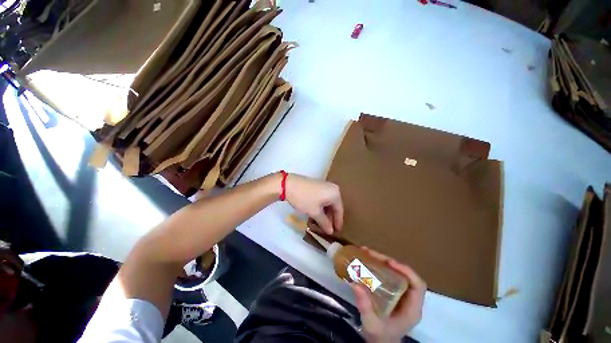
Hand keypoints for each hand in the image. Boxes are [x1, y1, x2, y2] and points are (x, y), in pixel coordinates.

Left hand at [284, 174, 342, 233]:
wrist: (289, 184)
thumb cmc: (304, 199)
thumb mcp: (315, 212)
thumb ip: (324, 223)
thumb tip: (331, 231)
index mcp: (335, 193)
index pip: (339, 210)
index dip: (338, 222)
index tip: (336, 232)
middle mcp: (332, 188)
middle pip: (334, 206)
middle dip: (331, 218)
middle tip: (328, 230)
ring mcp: (325, 186)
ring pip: (328, 202)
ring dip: (325, 213)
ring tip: (322, 224)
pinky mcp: (318, 185)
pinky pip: (323, 198)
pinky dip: (321, 207)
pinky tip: (317, 214)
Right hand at [353, 247, 425, 342]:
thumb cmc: (380, 337)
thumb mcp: (372, 325)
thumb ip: (366, 308)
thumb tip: (356, 284)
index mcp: (411, 309)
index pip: (417, 285)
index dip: (406, 271)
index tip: (389, 262)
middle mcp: (409, 299)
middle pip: (404, 275)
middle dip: (388, 261)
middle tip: (370, 253)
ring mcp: (401, 295)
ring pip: (396, 273)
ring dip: (382, 261)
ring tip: (366, 253)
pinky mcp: (393, 293)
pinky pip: (388, 276)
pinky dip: (379, 267)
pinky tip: (368, 262)